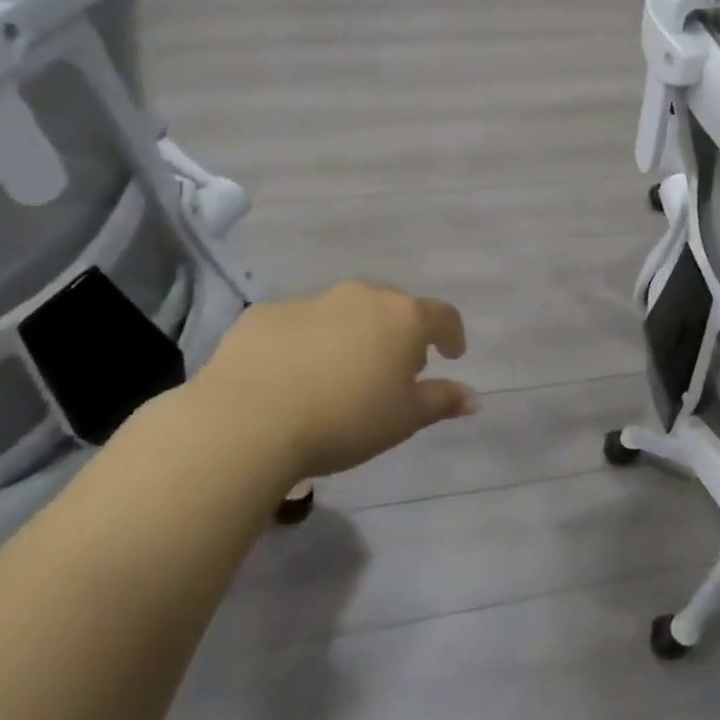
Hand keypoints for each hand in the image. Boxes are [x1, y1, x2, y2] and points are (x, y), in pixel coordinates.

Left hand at [188, 281, 474, 482]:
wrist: (247, 422)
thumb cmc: (346, 419)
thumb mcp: (405, 419)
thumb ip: (442, 401)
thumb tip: (472, 398)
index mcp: (403, 317)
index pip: (443, 315)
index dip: (452, 334)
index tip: (451, 355)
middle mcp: (361, 297)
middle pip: (391, 308)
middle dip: (398, 334)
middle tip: (393, 369)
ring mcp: (309, 302)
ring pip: (342, 313)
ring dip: (350, 336)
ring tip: (338, 375)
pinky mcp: (262, 315)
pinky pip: (295, 325)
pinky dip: (302, 343)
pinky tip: (289, 377)